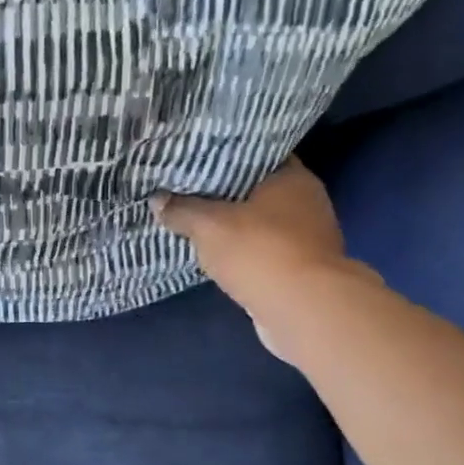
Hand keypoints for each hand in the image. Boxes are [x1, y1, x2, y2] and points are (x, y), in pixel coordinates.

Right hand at [154, 159, 379, 363]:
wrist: (303, 310)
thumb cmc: (260, 251)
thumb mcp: (208, 225)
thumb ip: (181, 210)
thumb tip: (157, 200)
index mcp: (292, 177)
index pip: (257, 154)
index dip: (227, 154)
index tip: (197, 157)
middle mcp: (306, 202)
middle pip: (257, 190)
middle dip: (226, 193)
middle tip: (188, 188)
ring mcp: (307, 239)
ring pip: (260, 223)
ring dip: (234, 226)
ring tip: (195, 220)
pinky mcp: (300, 270)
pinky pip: (262, 252)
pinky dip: (243, 252)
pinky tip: (216, 254)